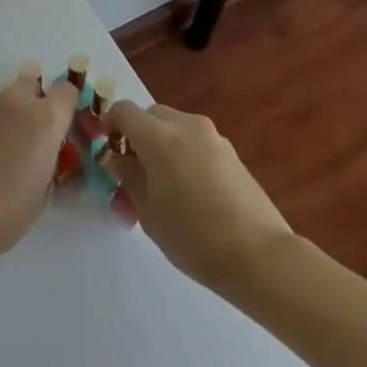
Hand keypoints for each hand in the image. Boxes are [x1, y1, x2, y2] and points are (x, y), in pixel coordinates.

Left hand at [0, 72, 79, 258]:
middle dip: (34, 104)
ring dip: (7, 118)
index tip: (61, 129)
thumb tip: (50, 152)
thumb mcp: (46, 188)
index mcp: (45, 119)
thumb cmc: (9, 210)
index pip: (67, 91)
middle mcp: (15, 102)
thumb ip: (52, 158)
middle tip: (29, 138)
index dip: (66, 107)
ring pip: (4, 101)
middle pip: (31, 85)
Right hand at [101, 101, 292, 291]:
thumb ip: (128, 178)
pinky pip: (196, 142)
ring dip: (162, 145)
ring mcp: (213, 137)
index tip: (107, 151)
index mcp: (158, 136)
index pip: (123, 111)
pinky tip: (190, 193)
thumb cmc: (193, 237)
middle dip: (137, 135)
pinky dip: (184, 154)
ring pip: (176, 127)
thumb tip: (117, 160)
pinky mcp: (232, 153)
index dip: (110, 125)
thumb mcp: (148, 212)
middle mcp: (186, 126)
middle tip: (134, 172)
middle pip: (151, 115)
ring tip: (163, 186)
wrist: (259, 256)